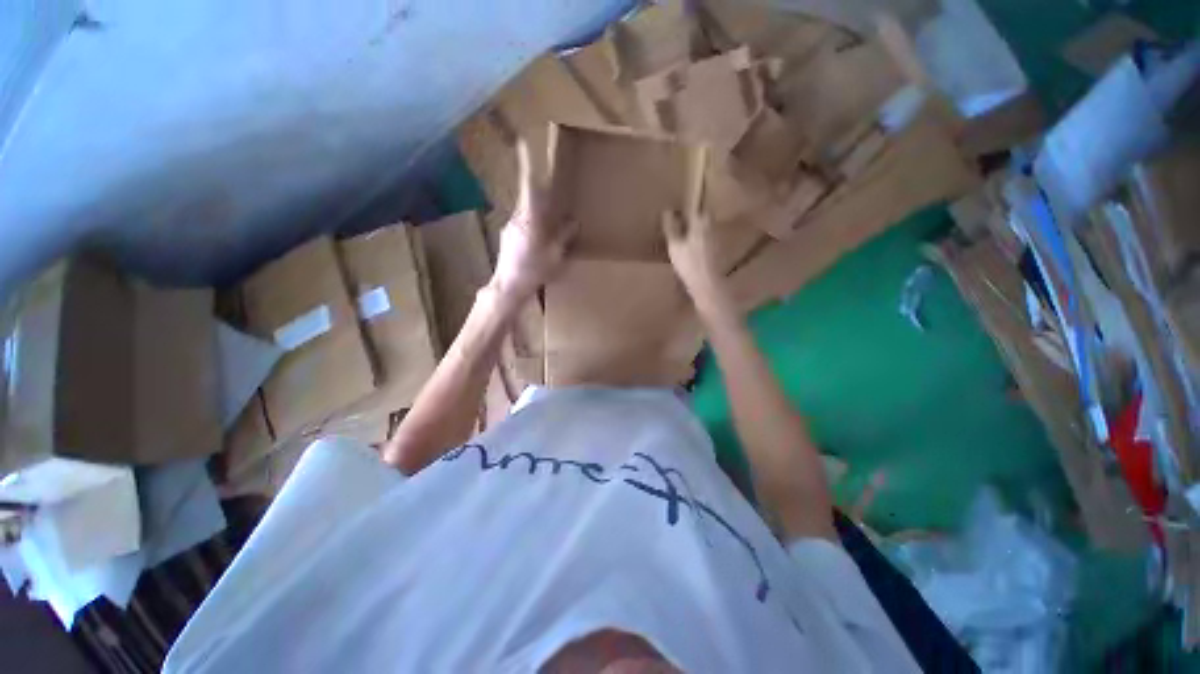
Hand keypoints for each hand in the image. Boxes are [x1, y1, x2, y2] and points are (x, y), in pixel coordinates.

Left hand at [489, 140, 576, 308]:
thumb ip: (564, 237)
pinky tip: (542, 240)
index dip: (526, 163)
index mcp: (530, 219)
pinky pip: (523, 225)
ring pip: (527, 212)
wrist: (508, 288)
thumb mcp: (555, 255)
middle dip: (542, 192)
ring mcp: (510, 228)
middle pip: (529, 198)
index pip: (529, 185)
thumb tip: (573, 222)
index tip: (524, 141)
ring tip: (554, 221)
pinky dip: (534, 225)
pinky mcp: (508, 239)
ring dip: (539, 212)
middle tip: (555, 192)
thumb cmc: (534, 271)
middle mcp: (517, 219)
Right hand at [661, 210, 729, 313]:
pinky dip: (699, 242)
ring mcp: (717, 240)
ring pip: (705, 229)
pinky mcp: (718, 252)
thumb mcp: (674, 245)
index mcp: (701, 222)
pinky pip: (707, 241)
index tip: (675, 213)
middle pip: (701, 218)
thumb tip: (667, 211)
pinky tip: (692, 251)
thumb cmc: (689, 264)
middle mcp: (712, 227)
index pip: (693, 208)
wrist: (707, 285)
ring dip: (695, 231)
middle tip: (678, 225)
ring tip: (683, 238)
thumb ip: (671, 228)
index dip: (683, 210)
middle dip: (691, 220)